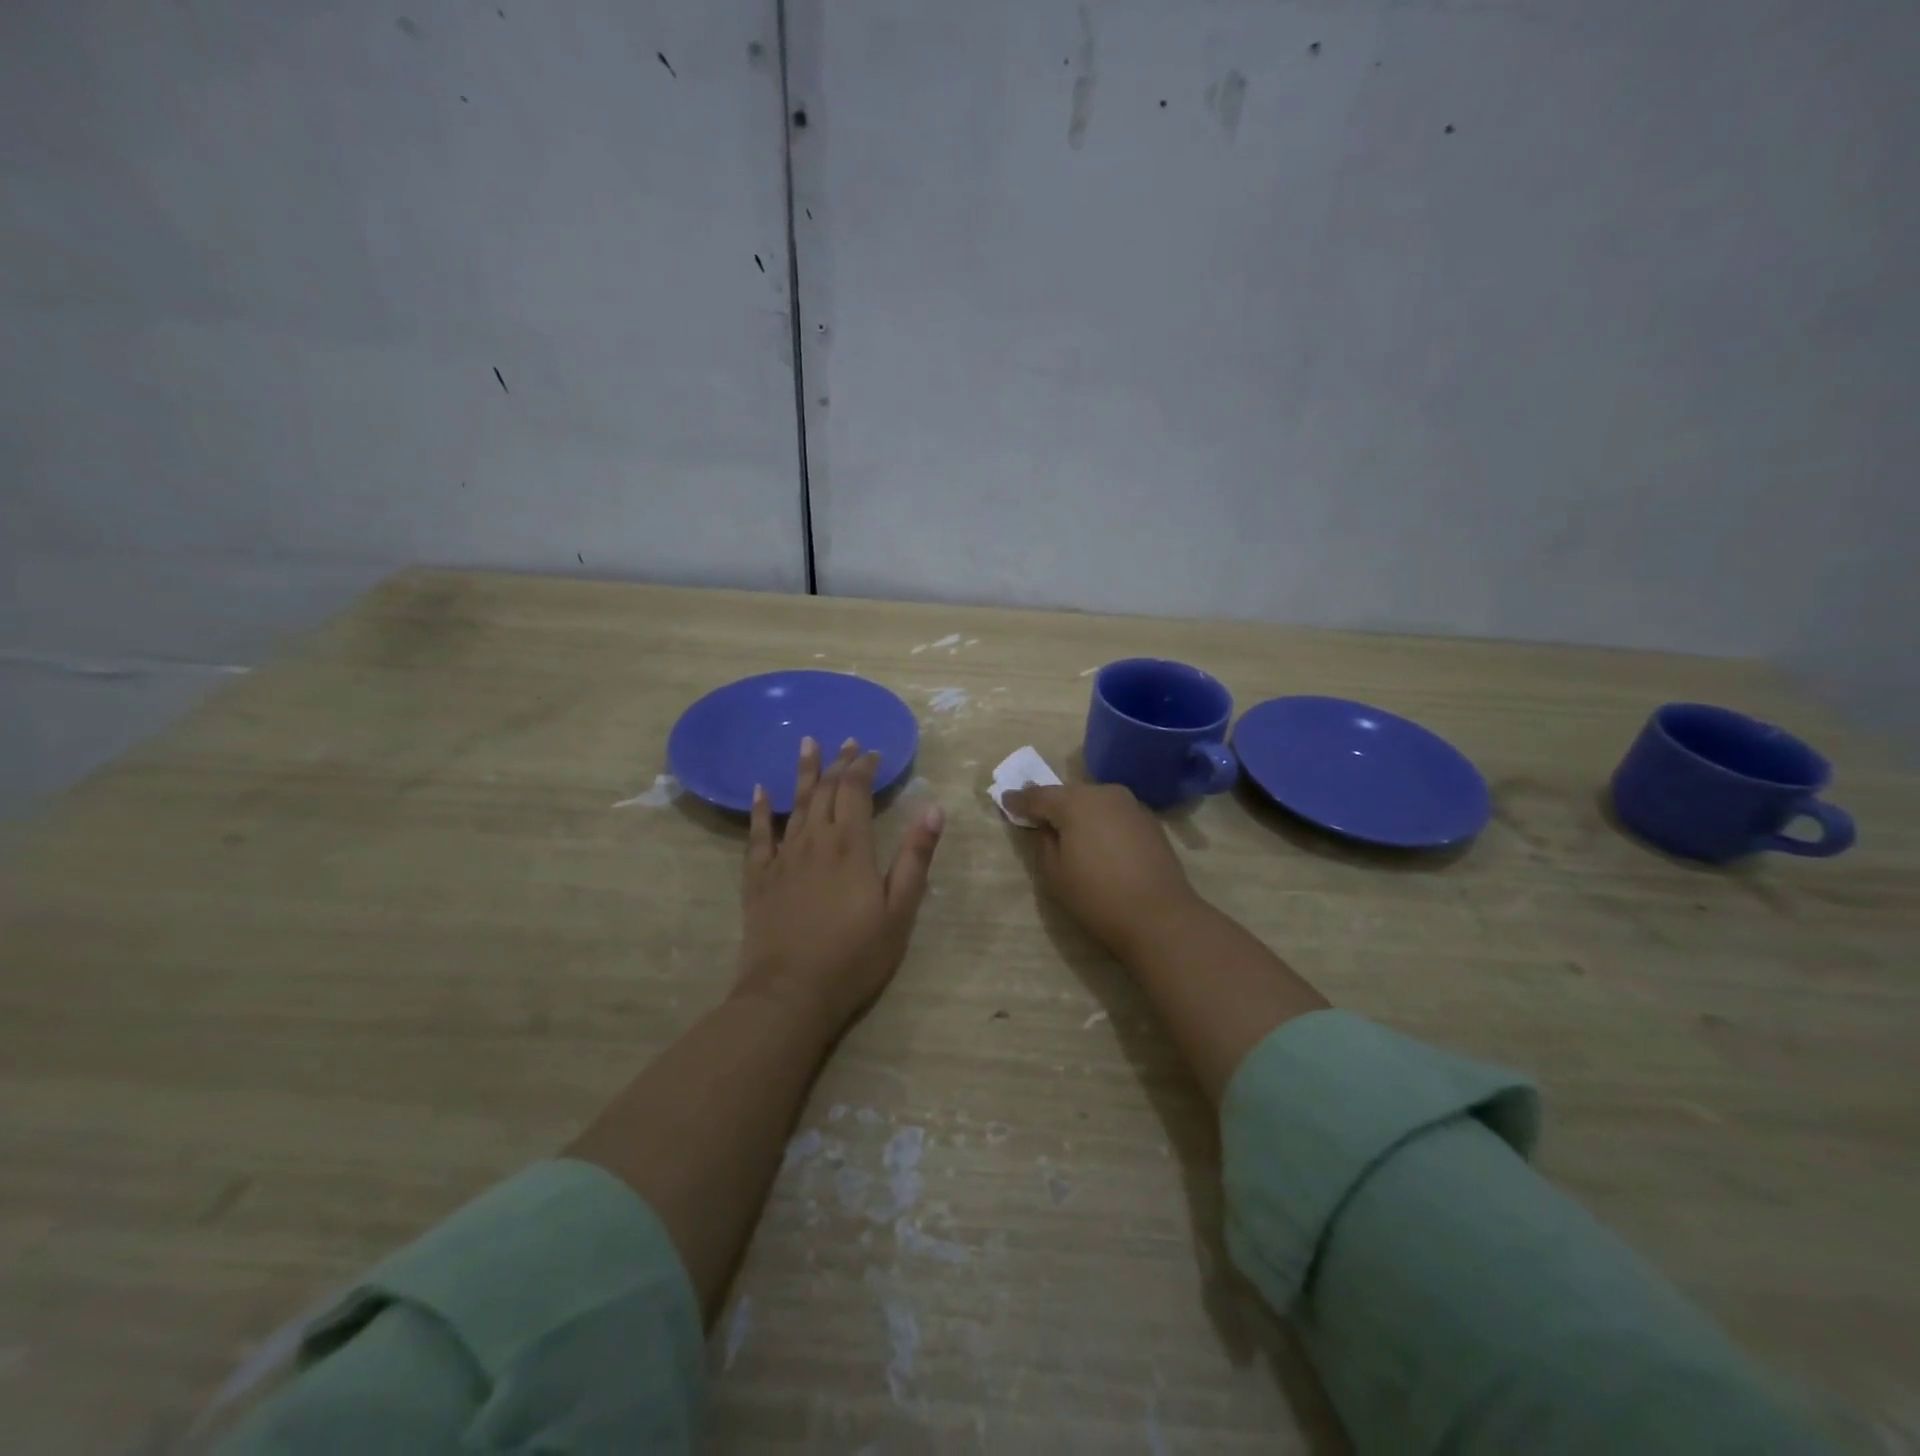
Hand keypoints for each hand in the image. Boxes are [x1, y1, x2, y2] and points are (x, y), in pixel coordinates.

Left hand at [736, 737, 944, 1034]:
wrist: (790, 994)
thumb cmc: (854, 956)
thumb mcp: (899, 911)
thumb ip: (914, 858)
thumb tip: (933, 809)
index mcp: (850, 846)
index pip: (856, 791)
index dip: (863, 767)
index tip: (871, 751)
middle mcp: (814, 841)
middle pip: (826, 791)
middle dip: (838, 764)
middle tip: (846, 742)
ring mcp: (782, 858)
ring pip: (794, 804)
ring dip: (804, 773)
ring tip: (807, 744)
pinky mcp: (758, 878)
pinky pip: (757, 835)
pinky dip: (760, 810)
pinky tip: (761, 791)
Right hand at [1003, 782, 1201, 956]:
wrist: (1159, 915)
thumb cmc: (1098, 896)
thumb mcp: (1055, 873)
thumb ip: (1045, 841)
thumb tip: (1049, 826)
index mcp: (1075, 802)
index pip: (1038, 796)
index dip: (1019, 800)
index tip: (1005, 801)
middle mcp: (1104, 793)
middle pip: (1068, 794)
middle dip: (1051, 803)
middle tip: (1036, 815)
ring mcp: (1131, 804)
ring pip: (1094, 801)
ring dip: (1079, 811)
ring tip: (1068, 830)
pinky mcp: (1149, 820)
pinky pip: (1114, 813)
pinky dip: (1101, 821)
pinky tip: (1098, 841)